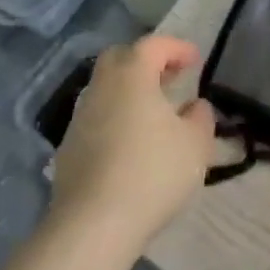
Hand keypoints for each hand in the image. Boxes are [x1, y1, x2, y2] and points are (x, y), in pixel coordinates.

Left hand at [51, 36, 216, 254]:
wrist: (93, 224)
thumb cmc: (152, 172)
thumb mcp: (195, 144)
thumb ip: (200, 118)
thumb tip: (195, 106)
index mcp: (132, 75)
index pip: (153, 45)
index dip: (177, 48)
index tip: (196, 60)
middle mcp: (101, 87)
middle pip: (121, 58)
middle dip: (147, 62)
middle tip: (170, 79)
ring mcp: (80, 117)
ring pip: (106, 89)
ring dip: (130, 92)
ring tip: (155, 114)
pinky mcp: (68, 148)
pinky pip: (97, 118)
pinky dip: (116, 119)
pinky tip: (132, 144)